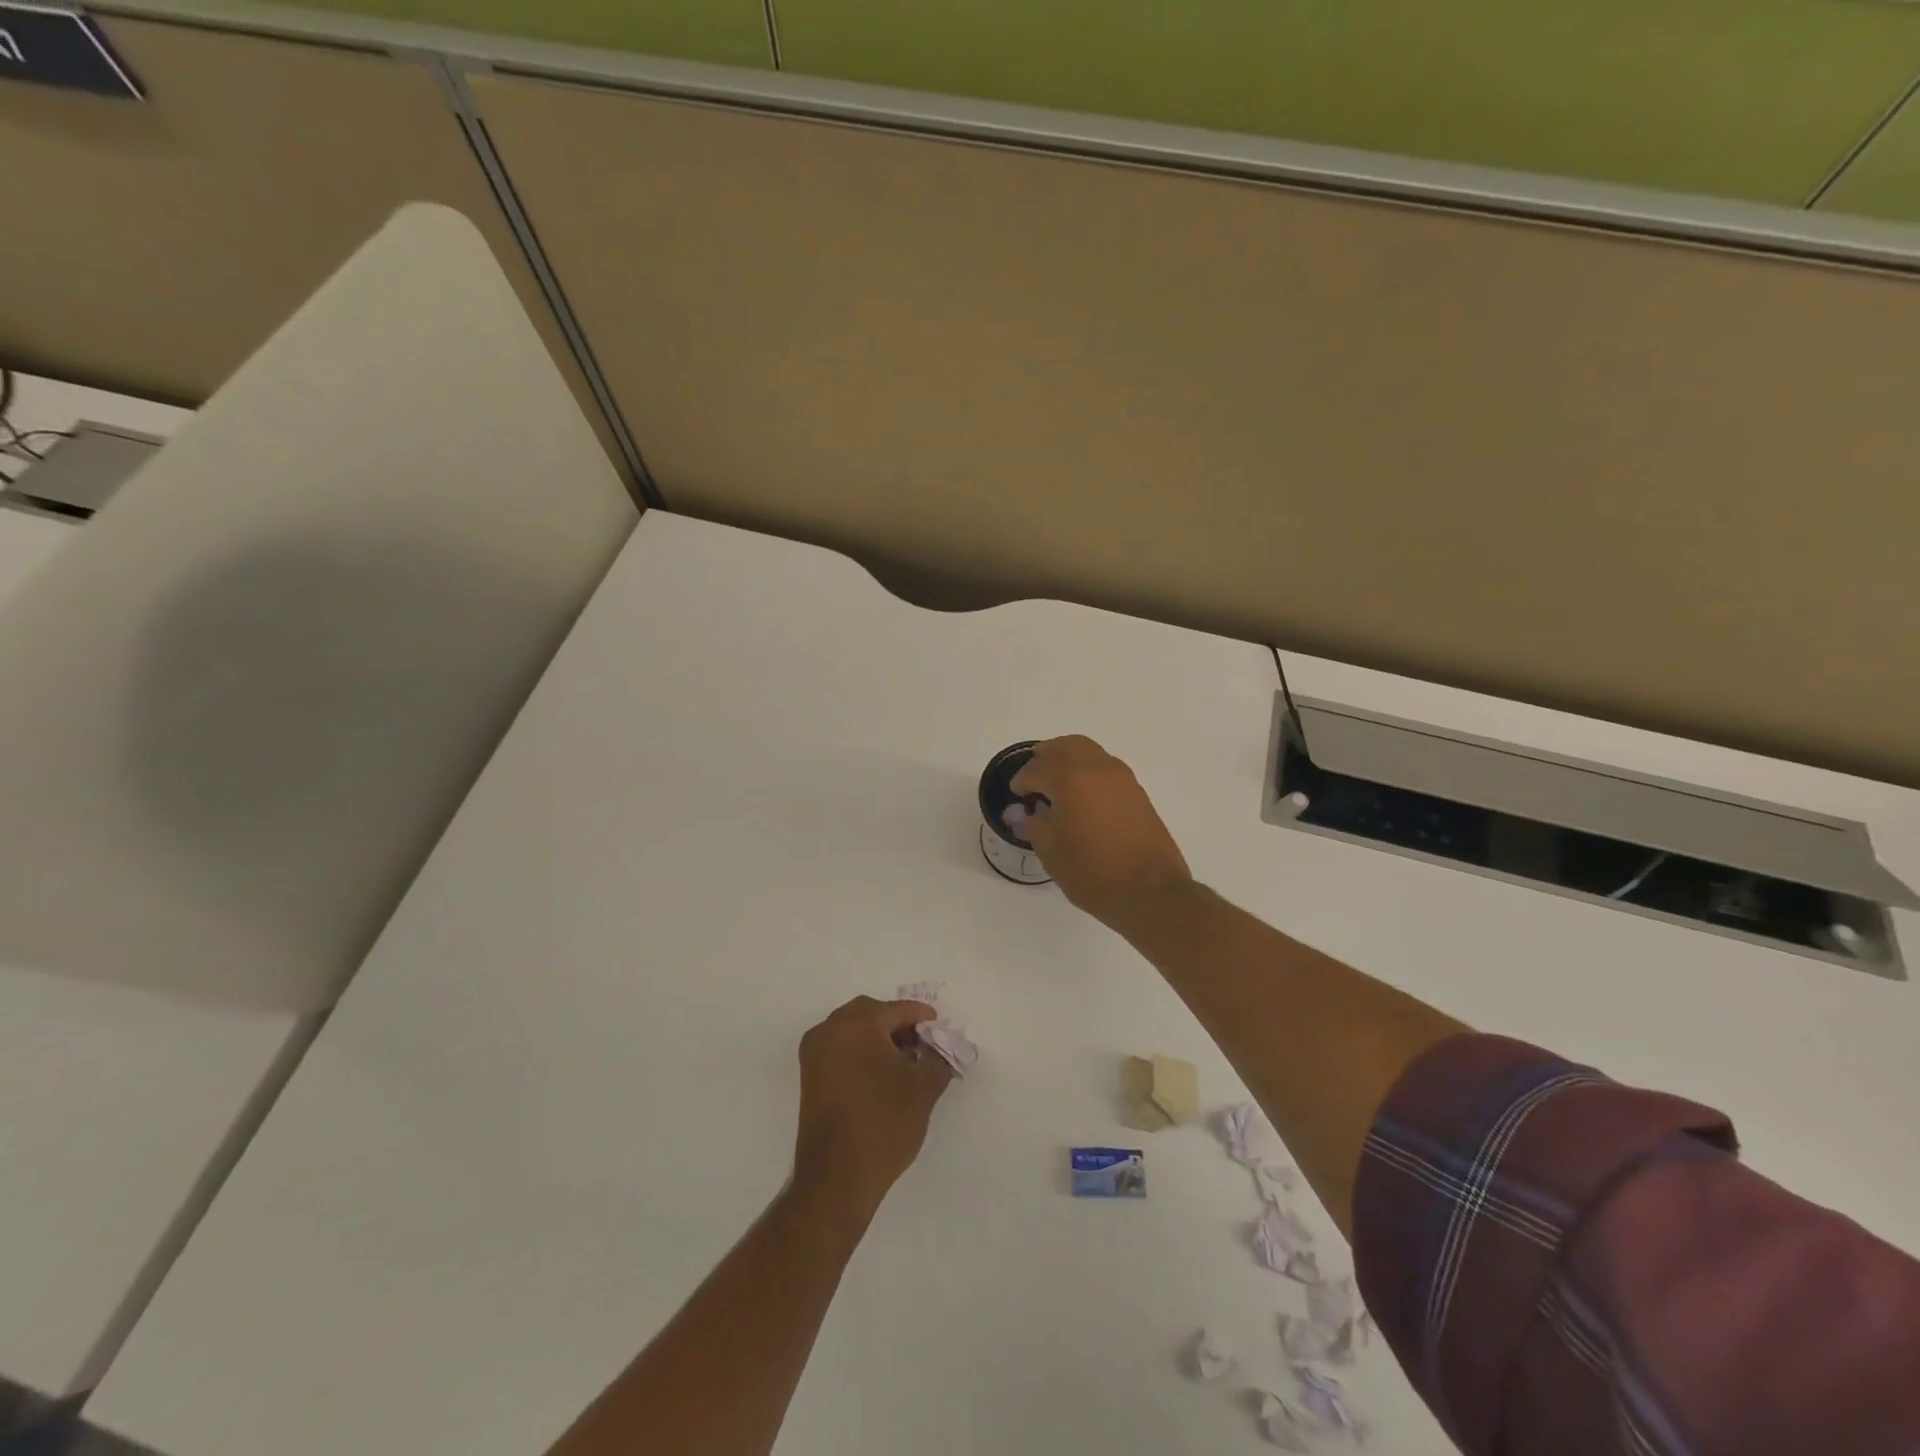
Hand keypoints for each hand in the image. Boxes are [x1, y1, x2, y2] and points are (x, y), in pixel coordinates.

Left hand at [793, 997, 953, 1216]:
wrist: (837, 1179)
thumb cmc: (883, 1123)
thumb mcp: (923, 1087)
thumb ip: (938, 1058)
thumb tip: (942, 1048)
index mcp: (856, 1023)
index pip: (897, 1010)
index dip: (923, 1019)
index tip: (942, 1031)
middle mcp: (829, 1029)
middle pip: (872, 1015)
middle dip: (900, 1027)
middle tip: (925, 1046)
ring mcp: (815, 1054)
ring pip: (855, 1032)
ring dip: (881, 1041)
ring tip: (908, 1065)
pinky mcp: (809, 1078)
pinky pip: (842, 1050)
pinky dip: (863, 1054)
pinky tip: (884, 1078)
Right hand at [1010, 735, 1193, 930]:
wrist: (1151, 892)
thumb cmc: (1093, 872)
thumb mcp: (1052, 853)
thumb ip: (1036, 826)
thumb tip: (1031, 814)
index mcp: (1071, 779)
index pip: (1038, 769)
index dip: (1022, 780)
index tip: (1016, 792)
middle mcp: (1097, 769)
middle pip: (1067, 746)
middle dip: (1047, 755)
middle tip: (1034, 773)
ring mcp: (1122, 779)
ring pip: (1090, 752)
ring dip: (1070, 760)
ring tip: (1057, 783)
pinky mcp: (1138, 793)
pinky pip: (1106, 768)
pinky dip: (1089, 772)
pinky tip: (1082, 796)